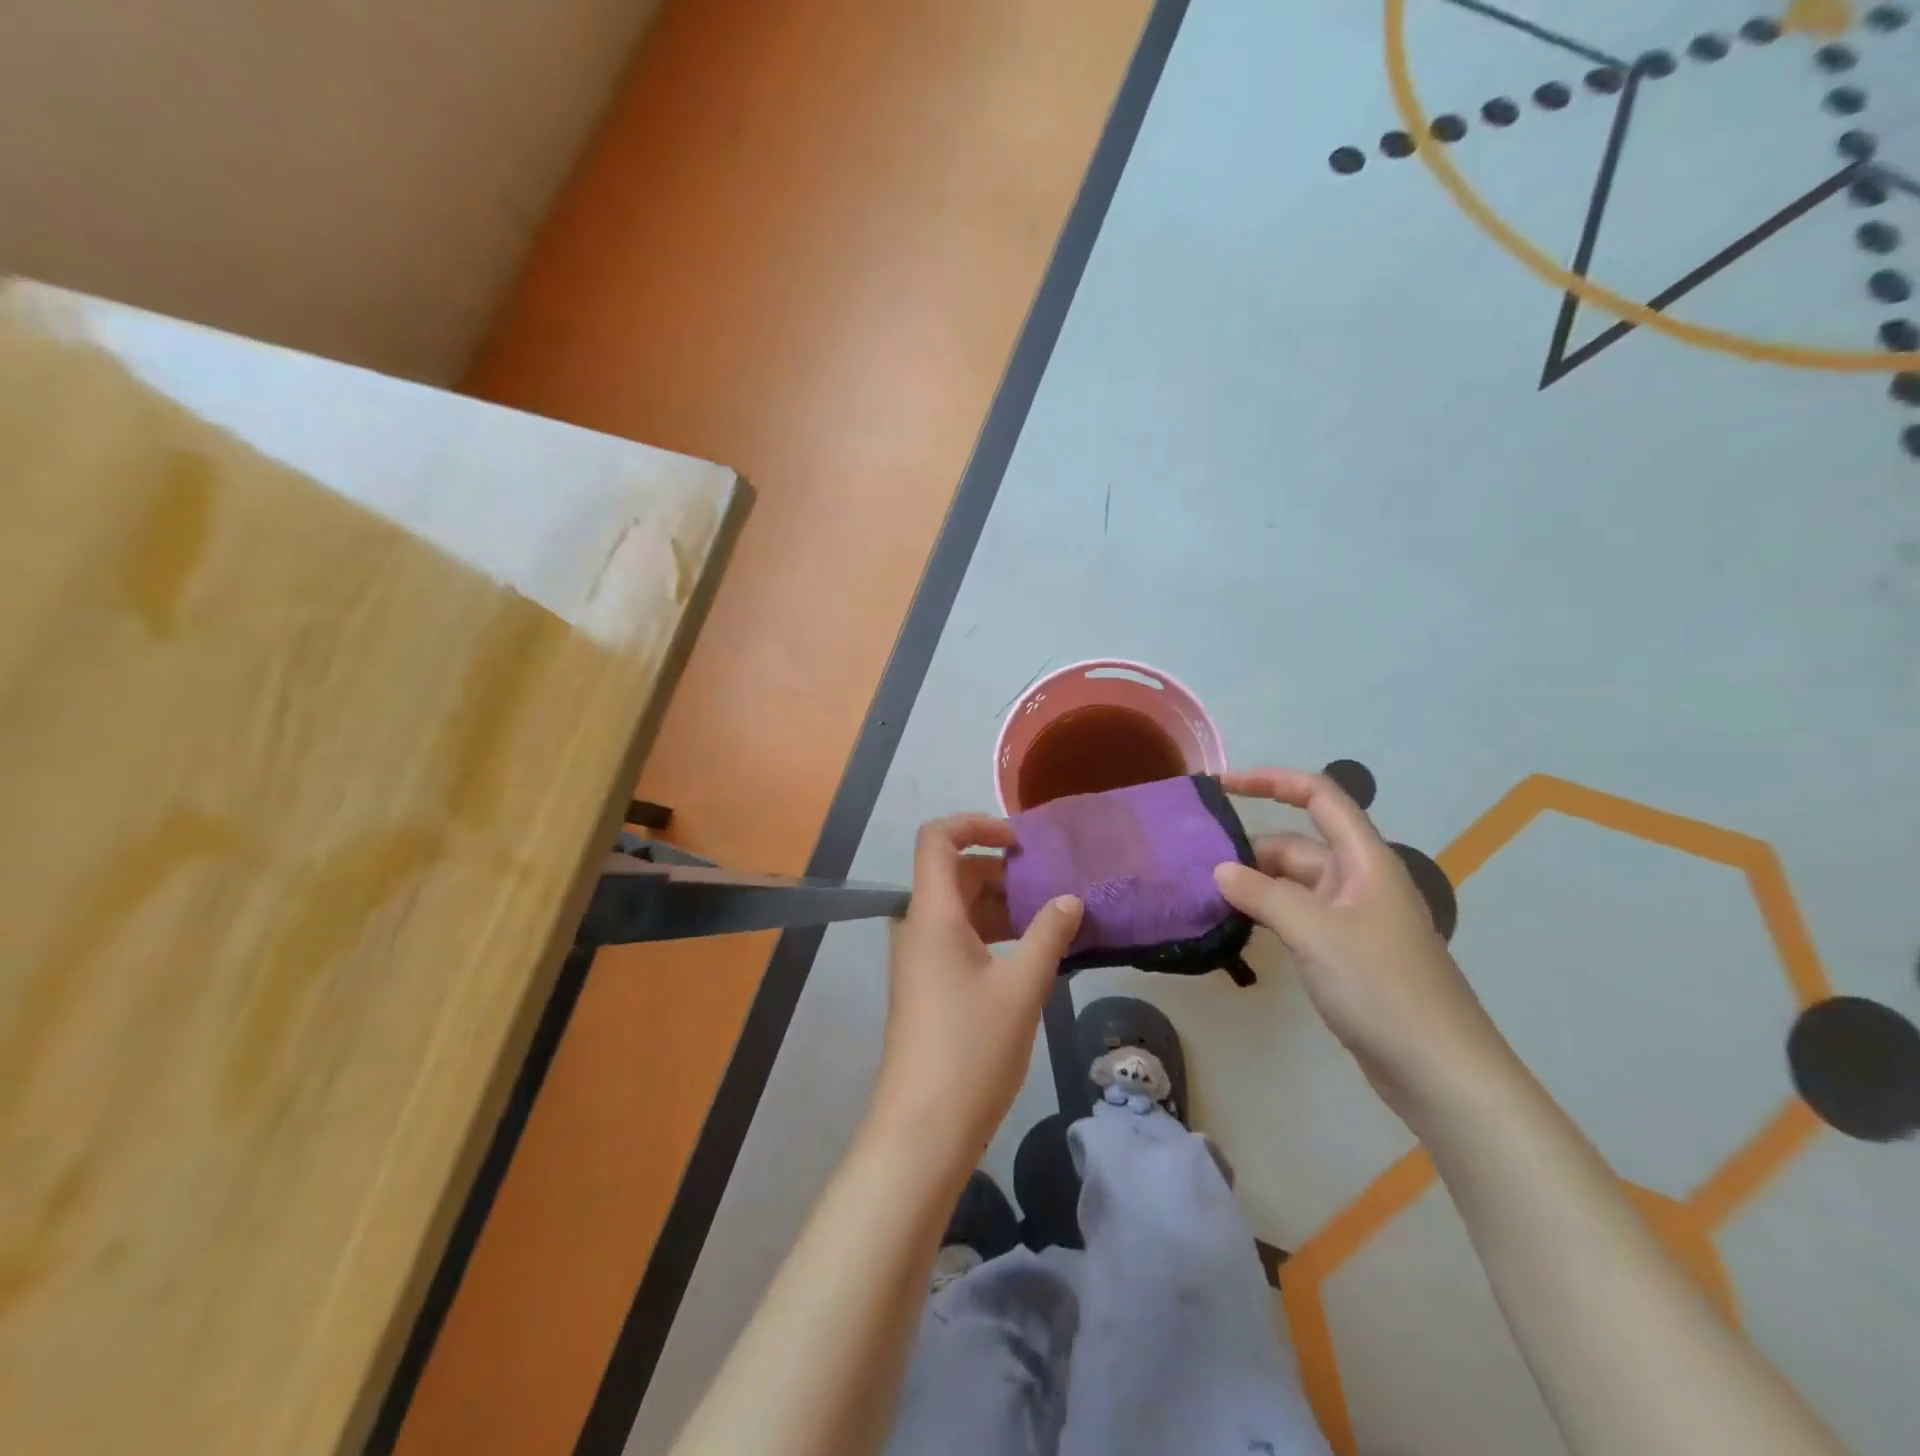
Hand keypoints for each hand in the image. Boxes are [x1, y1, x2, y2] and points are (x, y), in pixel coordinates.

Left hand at [869, 815, 1082, 1168]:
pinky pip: (957, 938)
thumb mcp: (1022, 987)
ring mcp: (920, 957)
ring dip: (1001, 906)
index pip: (938, 838)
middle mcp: (918, 926)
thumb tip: (1070, 899)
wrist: (923, 1128)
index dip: (977, 824)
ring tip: (1050, 921)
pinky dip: (991, 934)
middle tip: (1050, 889)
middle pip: (953, 872)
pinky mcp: (927, 984)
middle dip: (1001, 871)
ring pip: (958, 908)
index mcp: (932, 914)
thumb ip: (1048, 935)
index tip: (1021, 844)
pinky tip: (1030, 954)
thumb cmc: (971, 1049)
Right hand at [1212, 768, 1514, 1123]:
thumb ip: (1262, 894)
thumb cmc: (1381, 987)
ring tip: (1206, 899)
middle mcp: (1360, 882)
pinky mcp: (1346, 954)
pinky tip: (1237, 930)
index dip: (1272, 781)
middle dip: (1250, 851)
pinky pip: (1298, 918)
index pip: (1320, 797)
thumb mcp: (1315, 932)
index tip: (1222, 787)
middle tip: (1196, 869)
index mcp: (1365, 861)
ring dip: (1255, 887)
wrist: (1440, 1072)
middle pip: (1298, 846)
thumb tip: (1220, 871)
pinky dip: (1268, 916)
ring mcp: (1353, 920)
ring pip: (1294, 886)